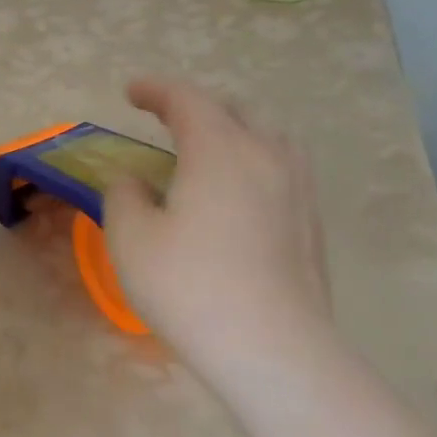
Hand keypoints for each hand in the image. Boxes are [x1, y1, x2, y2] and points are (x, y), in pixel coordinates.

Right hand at [103, 78, 331, 375]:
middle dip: (196, 108)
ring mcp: (298, 189)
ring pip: (266, 138)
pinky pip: (281, 170)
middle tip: (165, 120)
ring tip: (207, 152)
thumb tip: (135, 180)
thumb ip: (124, 195)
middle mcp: (266, 156)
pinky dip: (252, 164)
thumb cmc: (189, 286)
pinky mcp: (311, 222)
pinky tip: (237, 196)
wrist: (271, 346)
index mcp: (219, 150)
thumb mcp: (131, 239)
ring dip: (232, 133)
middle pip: (234, 111)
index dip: (156, 90)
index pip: (188, 100)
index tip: (131, 91)